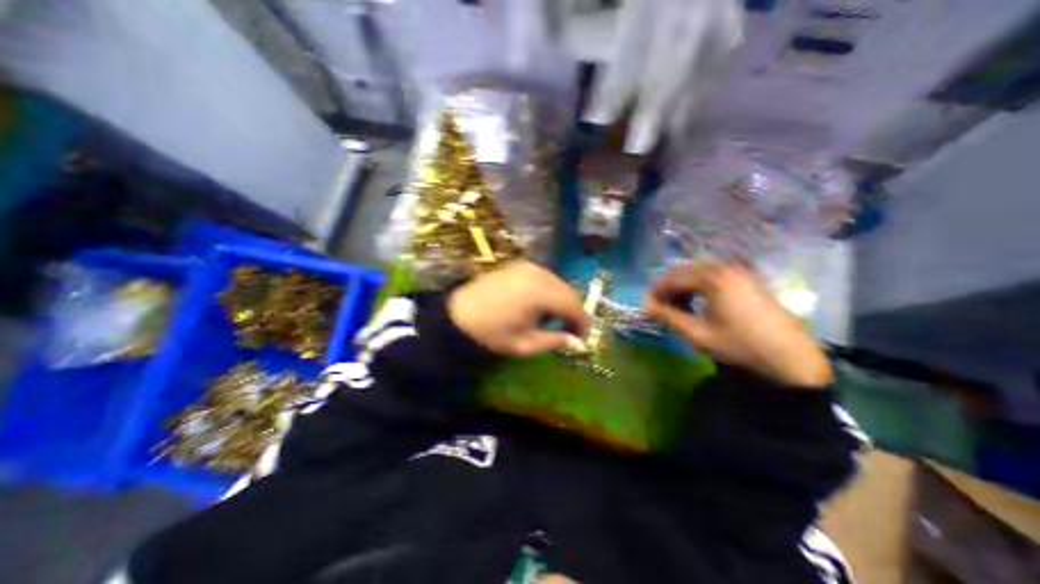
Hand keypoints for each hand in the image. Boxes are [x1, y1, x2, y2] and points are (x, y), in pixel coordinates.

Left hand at [450, 262, 593, 357]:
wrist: (458, 314)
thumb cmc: (491, 333)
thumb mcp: (524, 344)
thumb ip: (555, 341)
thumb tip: (580, 345)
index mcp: (540, 293)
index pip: (573, 304)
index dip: (583, 321)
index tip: (583, 336)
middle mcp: (537, 274)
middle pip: (568, 291)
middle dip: (574, 310)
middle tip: (570, 330)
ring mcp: (528, 267)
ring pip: (558, 283)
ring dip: (562, 300)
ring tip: (554, 319)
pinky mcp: (519, 265)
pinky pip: (545, 277)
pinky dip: (550, 290)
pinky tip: (540, 305)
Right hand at [649, 264, 833, 388]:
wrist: (791, 360)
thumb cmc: (739, 345)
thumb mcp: (697, 333)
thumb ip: (668, 316)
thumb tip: (645, 305)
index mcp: (713, 278)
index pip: (674, 278)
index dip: (657, 291)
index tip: (646, 304)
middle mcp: (727, 269)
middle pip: (687, 272)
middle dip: (670, 288)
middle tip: (660, 306)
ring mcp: (741, 273)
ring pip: (701, 274)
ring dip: (685, 287)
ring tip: (678, 307)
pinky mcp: (750, 282)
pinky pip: (716, 278)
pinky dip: (702, 288)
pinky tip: (699, 304)